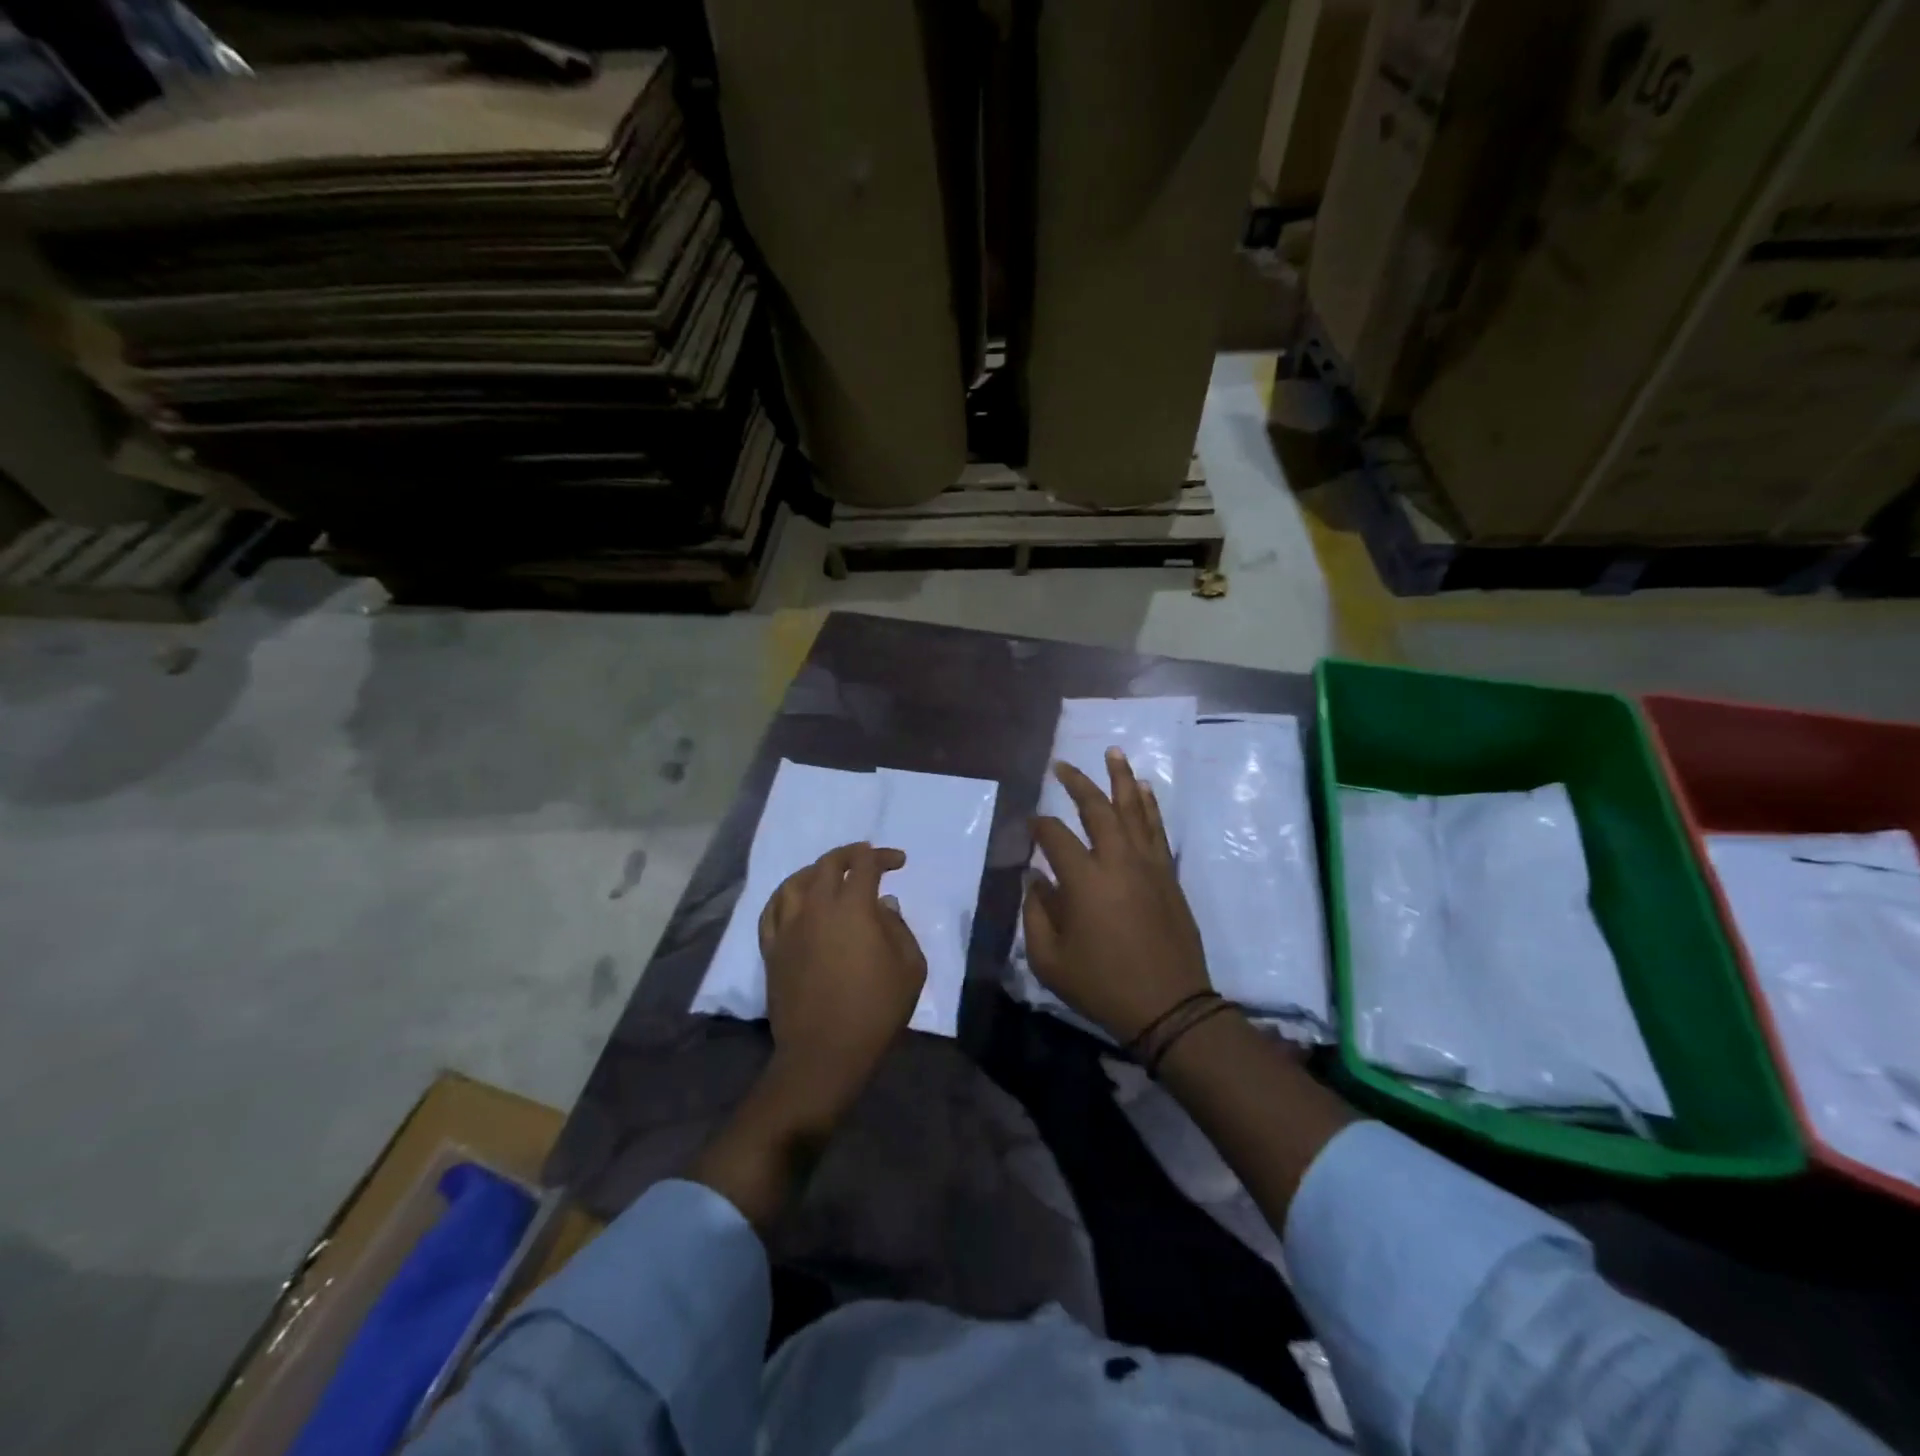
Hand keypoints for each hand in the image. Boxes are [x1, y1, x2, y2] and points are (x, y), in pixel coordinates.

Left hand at [758, 842, 926, 1125]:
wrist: (825, 1053)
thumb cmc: (876, 1011)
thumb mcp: (910, 968)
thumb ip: (899, 928)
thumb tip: (884, 905)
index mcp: (854, 908)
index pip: (865, 864)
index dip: (883, 856)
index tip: (898, 862)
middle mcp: (817, 907)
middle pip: (828, 864)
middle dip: (851, 854)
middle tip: (866, 858)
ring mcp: (789, 927)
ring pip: (796, 882)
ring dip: (817, 870)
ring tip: (829, 874)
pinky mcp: (772, 949)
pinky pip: (772, 910)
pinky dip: (786, 895)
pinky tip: (795, 899)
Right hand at [1025, 749, 1210, 1041]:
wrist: (1169, 1006)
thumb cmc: (1102, 986)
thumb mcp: (1049, 960)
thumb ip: (1035, 913)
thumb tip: (1034, 879)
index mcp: (1084, 880)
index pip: (1054, 836)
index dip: (1038, 826)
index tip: (1029, 826)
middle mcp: (1117, 860)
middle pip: (1097, 809)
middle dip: (1077, 783)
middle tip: (1062, 765)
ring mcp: (1148, 864)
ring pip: (1134, 809)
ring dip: (1121, 778)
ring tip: (1113, 752)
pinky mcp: (1168, 874)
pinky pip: (1157, 828)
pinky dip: (1149, 805)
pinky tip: (1144, 789)